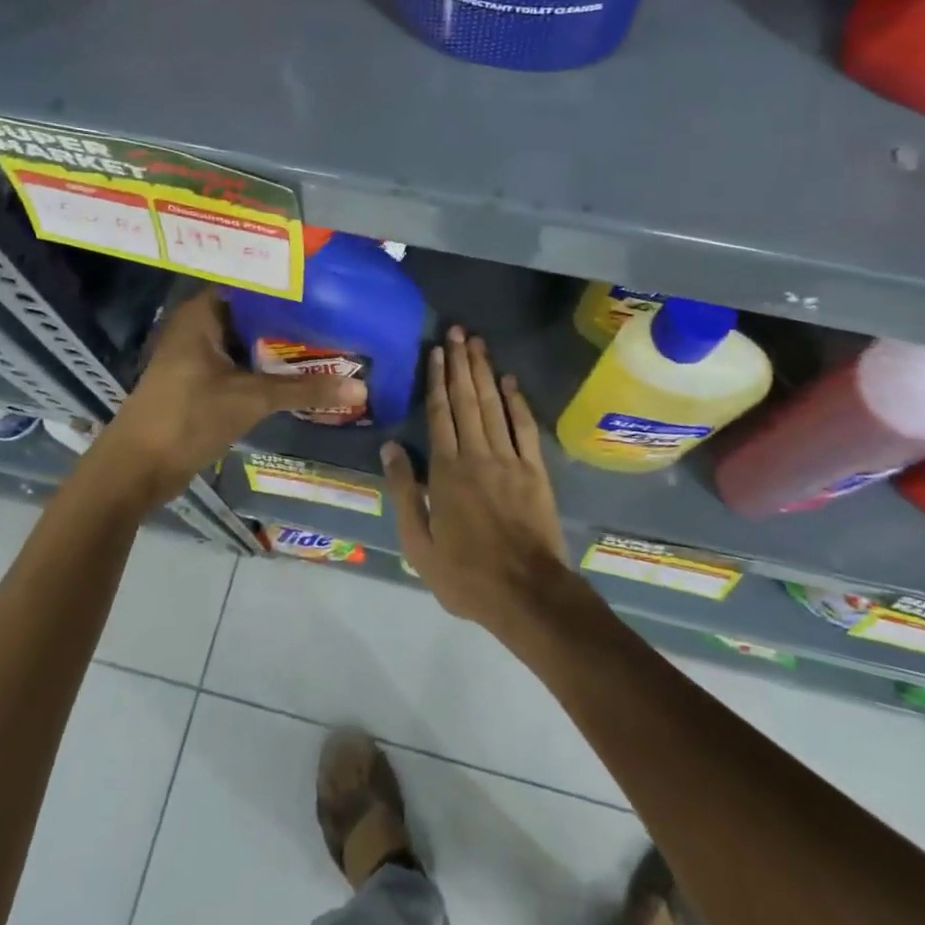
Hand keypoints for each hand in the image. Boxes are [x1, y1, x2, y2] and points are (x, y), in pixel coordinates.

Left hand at [94, 289, 365, 508]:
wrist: (136, 470)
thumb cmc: (188, 418)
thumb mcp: (251, 399)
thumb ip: (305, 389)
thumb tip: (360, 387)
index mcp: (203, 313)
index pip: (255, 286)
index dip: (291, 288)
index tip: (330, 290)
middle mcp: (200, 326)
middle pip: (255, 316)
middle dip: (294, 321)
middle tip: (340, 319)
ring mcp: (199, 356)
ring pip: (250, 344)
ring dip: (282, 349)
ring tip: (332, 343)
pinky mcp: (202, 383)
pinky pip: (243, 366)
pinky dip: (268, 370)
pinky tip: (303, 375)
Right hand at [384, 327, 569, 634]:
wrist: (527, 593)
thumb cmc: (465, 574)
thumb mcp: (419, 543)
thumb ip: (404, 491)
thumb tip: (390, 447)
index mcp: (446, 471)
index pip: (439, 415)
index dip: (436, 380)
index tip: (435, 351)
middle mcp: (477, 455)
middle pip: (466, 400)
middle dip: (460, 363)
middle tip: (457, 331)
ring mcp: (509, 460)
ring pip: (493, 406)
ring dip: (484, 372)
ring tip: (477, 344)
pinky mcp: (535, 471)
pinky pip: (524, 428)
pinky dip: (517, 402)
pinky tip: (510, 381)